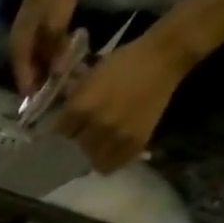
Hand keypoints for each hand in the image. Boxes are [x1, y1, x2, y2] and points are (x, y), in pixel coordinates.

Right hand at [8, 0, 81, 96]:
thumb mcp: (57, 23)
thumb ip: (56, 51)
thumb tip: (56, 76)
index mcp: (18, 45)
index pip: (22, 78)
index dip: (32, 93)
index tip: (43, 108)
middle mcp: (19, 42)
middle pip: (28, 71)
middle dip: (41, 84)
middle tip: (57, 97)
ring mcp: (29, 32)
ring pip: (37, 60)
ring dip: (47, 71)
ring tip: (63, 81)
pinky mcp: (40, 23)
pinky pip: (44, 48)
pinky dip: (52, 57)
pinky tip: (65, 60)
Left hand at [55, 26, 196, 172]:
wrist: (164, 57)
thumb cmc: (124, 62)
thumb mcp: (90, 78)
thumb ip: (73, 100)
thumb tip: (60, 118)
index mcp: (82, 108)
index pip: (59, 134)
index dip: (60, 133)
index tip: (62, 133)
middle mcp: (97, 126)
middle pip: (74, 149)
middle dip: (74, 144)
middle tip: (79, 140)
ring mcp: (117, 136)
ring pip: (92, 161)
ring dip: (91, 156)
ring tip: (94, 148)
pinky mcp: (136, 142)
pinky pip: (113, 165)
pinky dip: (108, 162)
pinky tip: (107, 154)